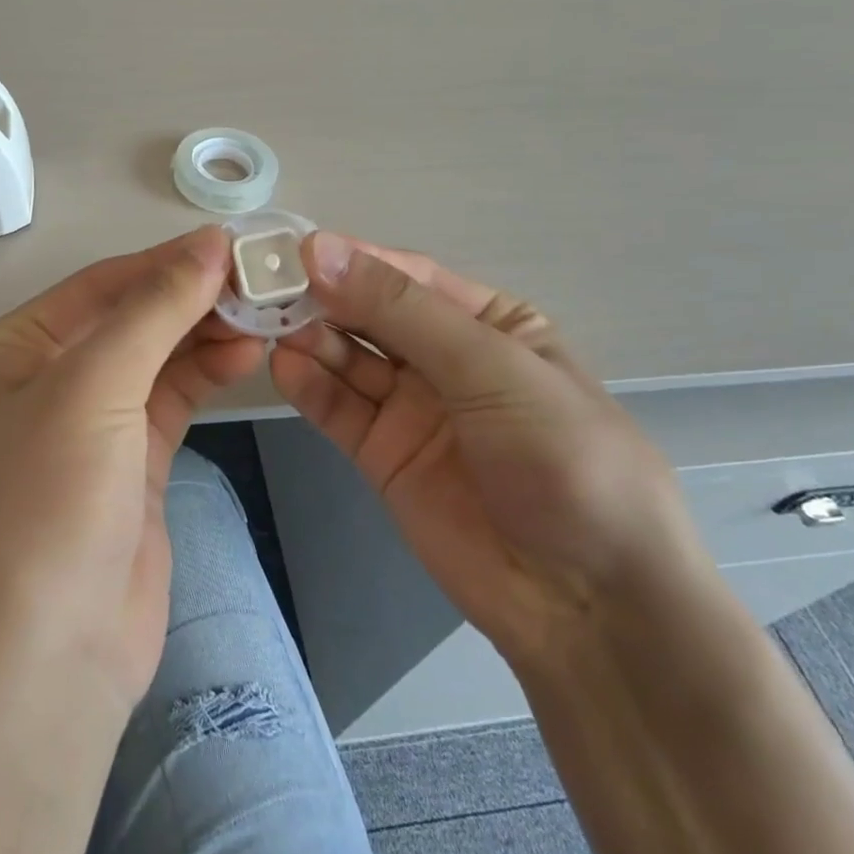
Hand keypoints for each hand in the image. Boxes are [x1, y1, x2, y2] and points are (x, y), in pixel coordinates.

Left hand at [0, 226, 264, 712]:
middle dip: (191, 298)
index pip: (100, 286)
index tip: (233, 244)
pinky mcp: (129, 466)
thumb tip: (209, 245)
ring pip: (155, 359)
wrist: (43, 662)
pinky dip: (206, 375)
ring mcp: (88, 427)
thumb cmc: (47, 505)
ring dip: (205, 334)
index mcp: (11, 351)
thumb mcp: (92, 389)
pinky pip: (171, 401)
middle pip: (130, 319)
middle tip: (260, 279)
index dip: (165, 262)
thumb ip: (154, 311)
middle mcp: (44, 381)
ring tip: (265, 313)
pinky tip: (247, 354)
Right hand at [270, 232, 705, 665]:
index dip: (353, 260)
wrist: (588, 604)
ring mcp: (411, 408)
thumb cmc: (562, 459)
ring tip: (268, 327)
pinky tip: (284, 368)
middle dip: (322, 298)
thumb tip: (320, 249)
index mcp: (489, 322)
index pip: (408, 277)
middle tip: (265, 287)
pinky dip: (310, 387)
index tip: (294, 250)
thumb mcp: (491, 367)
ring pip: (348, 359)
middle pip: (370, 314)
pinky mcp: (382, 455)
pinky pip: (339, 409)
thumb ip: (401, 310)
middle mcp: (445, 358)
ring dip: (310, 339)